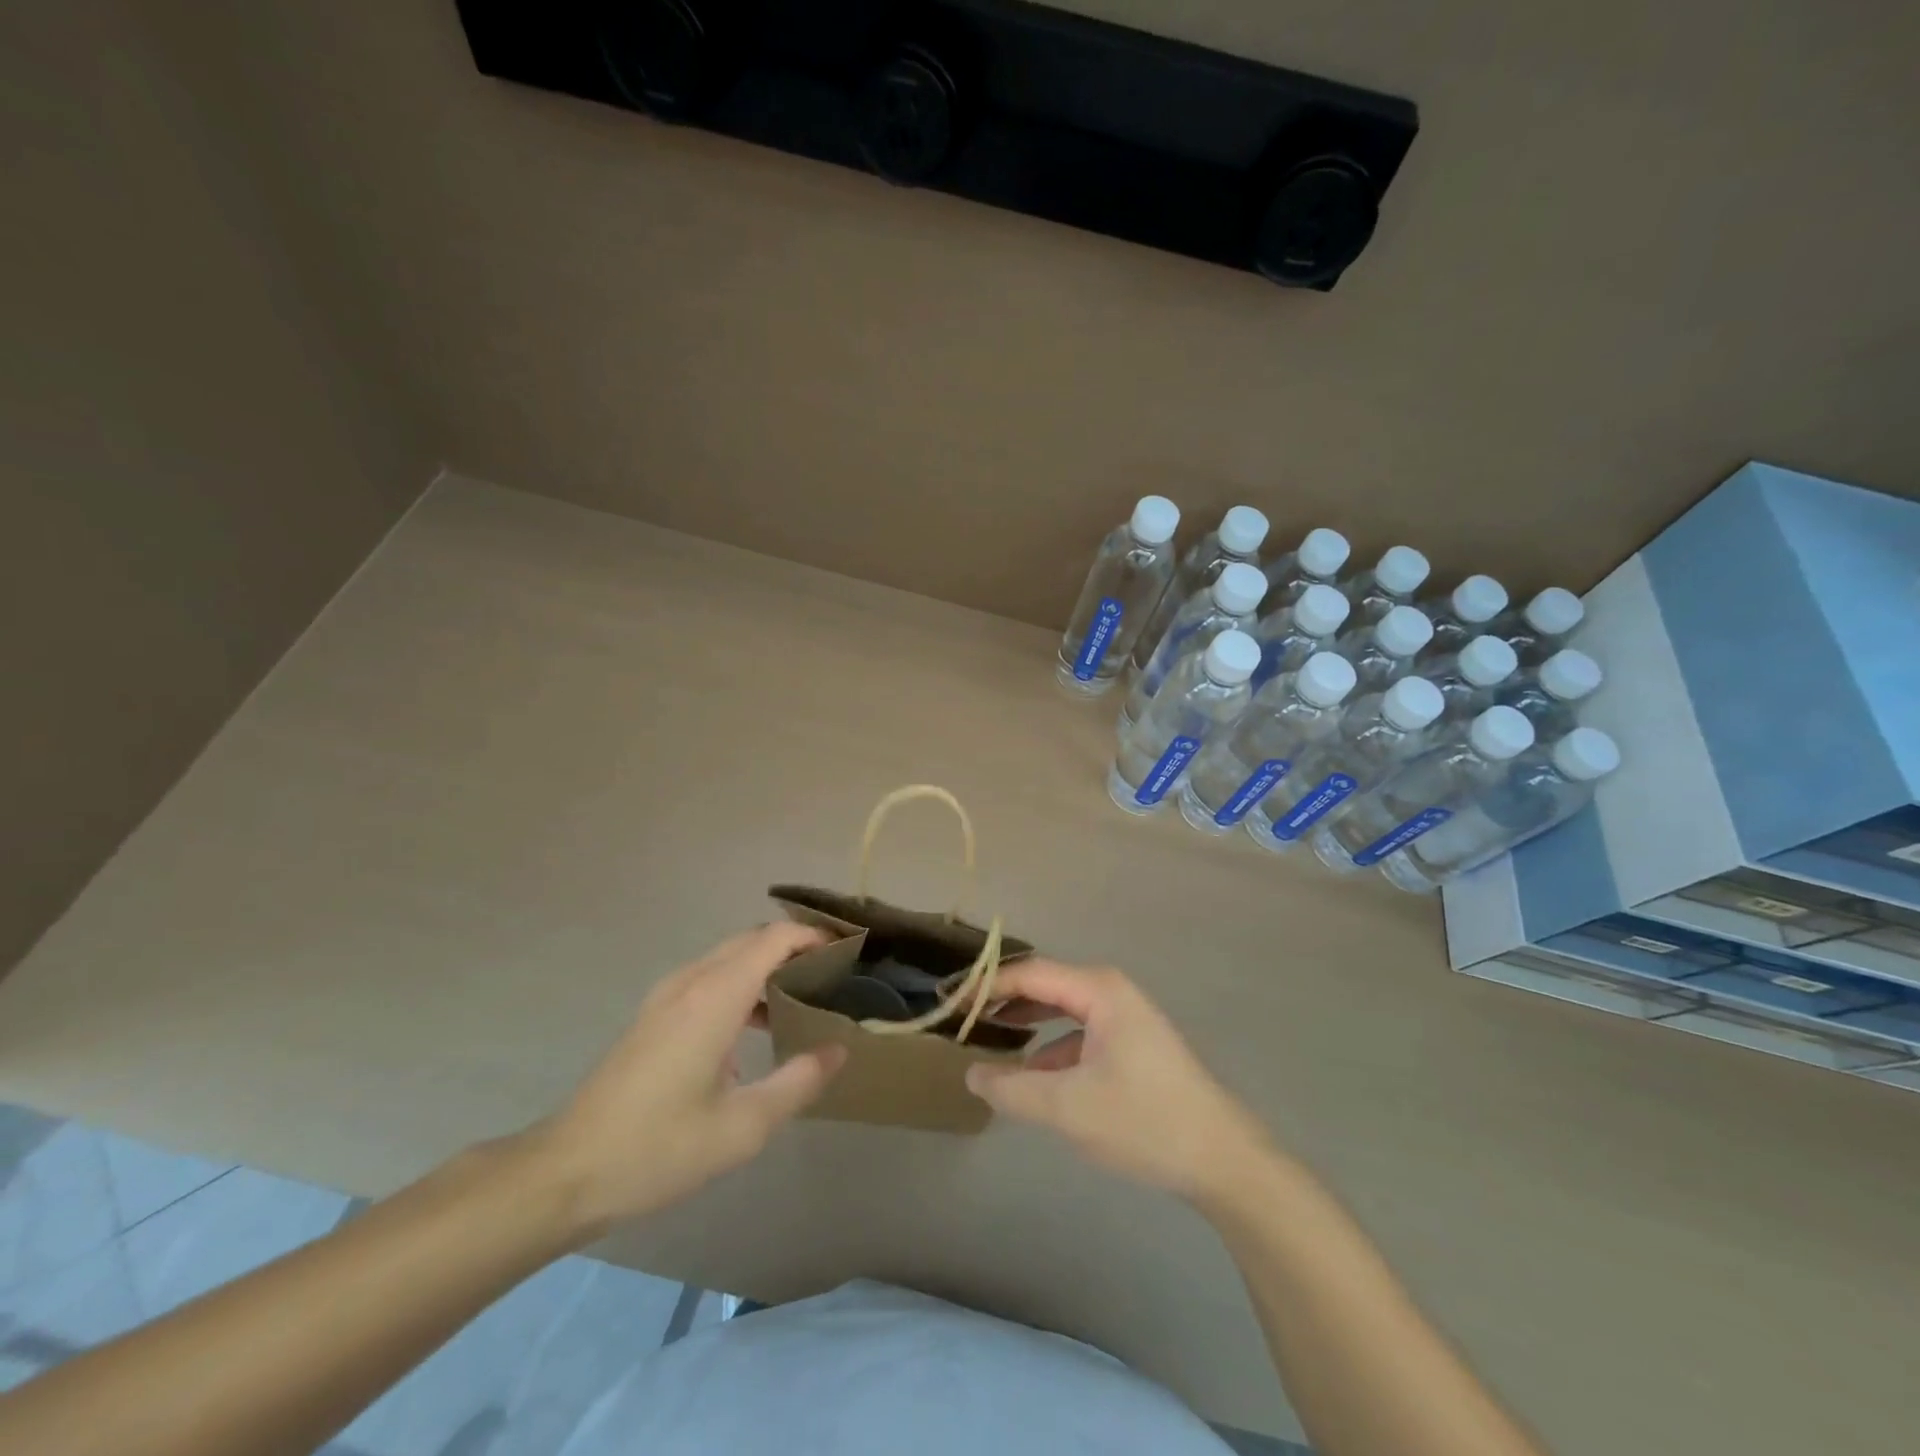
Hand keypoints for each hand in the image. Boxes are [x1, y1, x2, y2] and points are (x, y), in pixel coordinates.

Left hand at [528, 924, 845, 1239]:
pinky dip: (741, 982)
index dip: (812, 936)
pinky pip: (708, 977)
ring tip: (803, 996)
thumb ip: (797, 1082)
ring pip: (728, 957)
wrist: (565, 1172)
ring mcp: (665, 997)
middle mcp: (690, 983)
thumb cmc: (657, 1149)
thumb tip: (837, 1049)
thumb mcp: (742, 1127)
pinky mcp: (653, 1016)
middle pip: (751, 940)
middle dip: (794, 946)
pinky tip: (754, 1025)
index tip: (847, 952)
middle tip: (833, 974)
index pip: (773, 939)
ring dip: (767, 964)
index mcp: (714, 998)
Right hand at [967, 960, 1272, 1201]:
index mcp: (1098, 989)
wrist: (1221, 1159)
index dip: (986, 986)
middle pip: (1044, 985)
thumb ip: (1011, 1088)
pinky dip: (1050, 1045)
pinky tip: (1032, 1074)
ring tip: (988, 1039)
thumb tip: (970, 1072)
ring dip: (1026, 1022)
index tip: (950, 1002)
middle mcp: (1111, 991)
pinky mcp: (1132, 1043)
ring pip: (1062, 1008)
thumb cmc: (1144, 1121)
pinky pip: (1079, 1031)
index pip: (1028, 974)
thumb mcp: (1067, 1108)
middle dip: (1003, 1000)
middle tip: (962, 1018)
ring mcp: (1125, 1016)